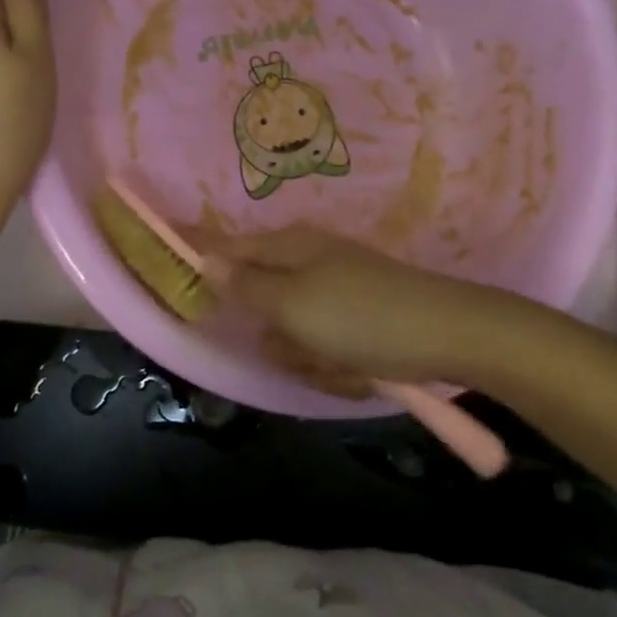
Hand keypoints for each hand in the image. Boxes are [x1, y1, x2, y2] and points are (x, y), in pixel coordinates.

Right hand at [212, 226, 483, 394]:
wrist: (449, 335)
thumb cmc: (360, 316)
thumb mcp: (292, 303)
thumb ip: (244, 284)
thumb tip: (204, 258)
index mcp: (288, 248)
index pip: (228, 247)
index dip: (199, 254)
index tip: (167, 257)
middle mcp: (308, 263)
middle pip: (263, 307)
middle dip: (279, 338)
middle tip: (301, 348)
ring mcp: (336, 293)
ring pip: (294, 336)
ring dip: (311, 359)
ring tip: (342, 363)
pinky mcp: (360, 321)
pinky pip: (327, 349)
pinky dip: (338, 365)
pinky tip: (362, 370)